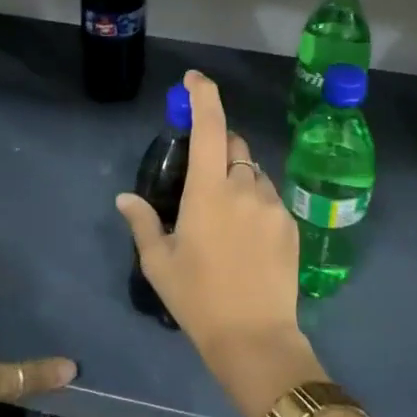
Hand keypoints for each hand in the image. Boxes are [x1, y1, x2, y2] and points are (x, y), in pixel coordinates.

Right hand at [115, 71, 319, 416]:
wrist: (254, 338)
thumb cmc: (198, 299)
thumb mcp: (159, 263)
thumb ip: (142, 222)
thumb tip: (125, 197)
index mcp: (208, 191)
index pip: (209, 126)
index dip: (203, 95)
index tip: (194, 79)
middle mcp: (244, 186)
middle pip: (234, 144)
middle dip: (219, 145)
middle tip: (202, 177)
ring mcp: (272, 204)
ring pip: (254, 172)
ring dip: (238, 178)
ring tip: (225, 217)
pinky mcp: (291, 223)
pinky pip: (269, 197)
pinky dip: (255, 201)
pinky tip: (246, 236)